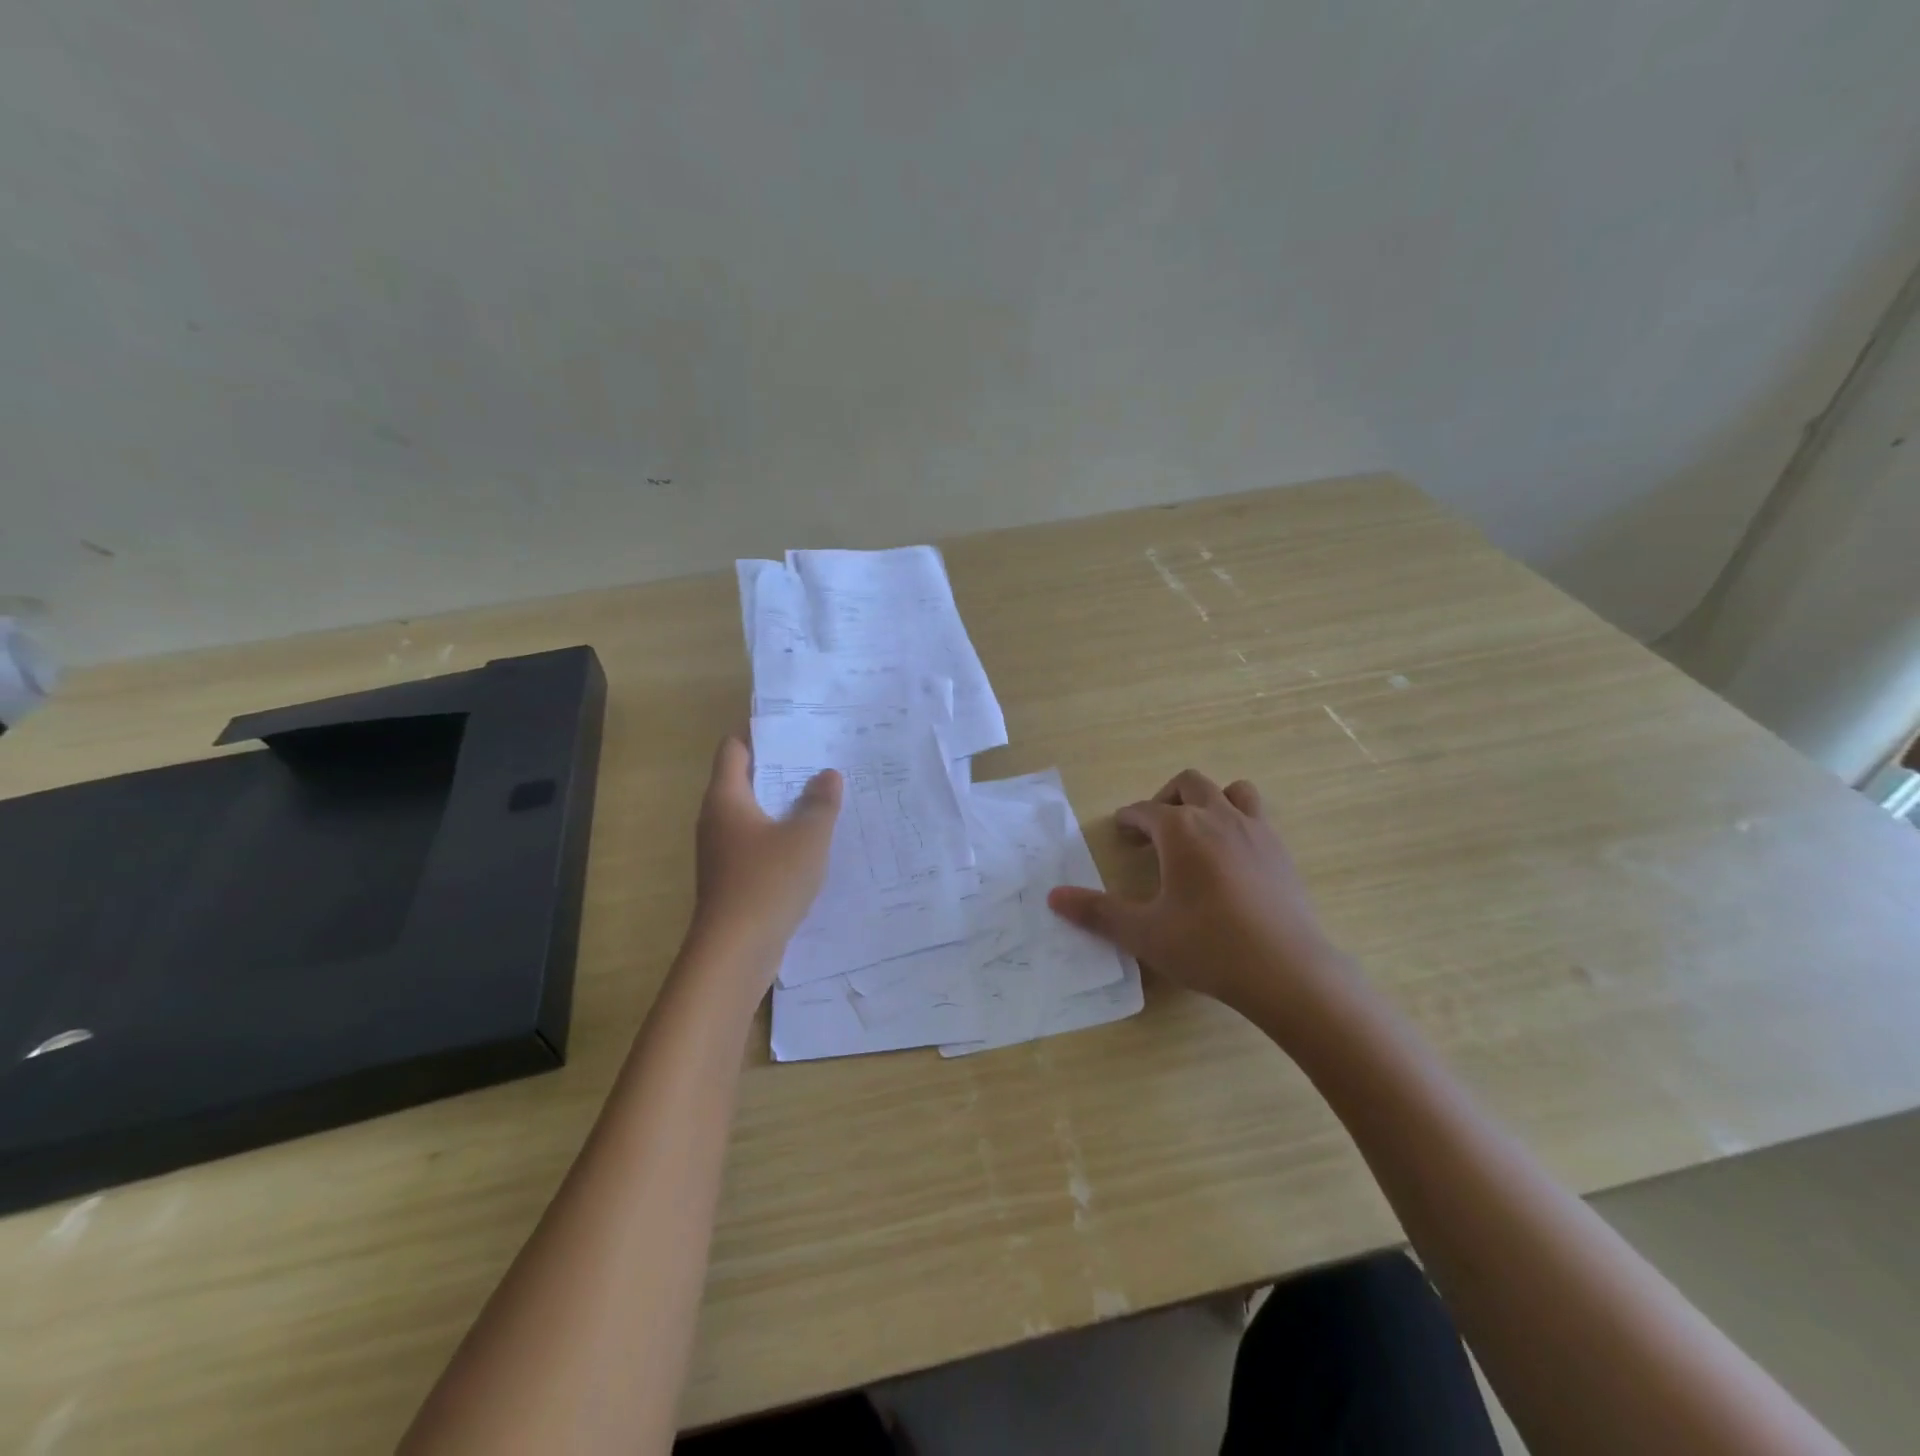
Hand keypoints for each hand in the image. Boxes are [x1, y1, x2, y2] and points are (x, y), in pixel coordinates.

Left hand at [688, 737, 841, 975]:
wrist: (735, 951)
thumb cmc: (768, 881)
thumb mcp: (807, 836)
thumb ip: (820, 802)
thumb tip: (828, 775)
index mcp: (726, 798)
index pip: (734, 749)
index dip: (760, 735)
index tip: (795, 730)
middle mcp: (717, 820)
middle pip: (744, 780)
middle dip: (780, 770)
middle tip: (820, 761)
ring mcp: (721, 852)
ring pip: (753, 815)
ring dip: (783, 806)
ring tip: (823, 799)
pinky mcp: (731, 879)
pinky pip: (757, 845)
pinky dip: (780, 837)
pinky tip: (811, 845)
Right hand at [1047, 770, 1354, 1022]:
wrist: (1286, 971)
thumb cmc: (1207, 946)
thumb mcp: (1143, 933)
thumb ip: (1097, 912)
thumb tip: (1053, 897)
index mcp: (1180, 830)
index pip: (1146, 810)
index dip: (1129, 818)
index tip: (1121, 830)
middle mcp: (1218, 818)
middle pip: (1189, 784)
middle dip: (1166, 798)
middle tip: (1154, 828)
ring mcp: (1256, 831)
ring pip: (1233, 791)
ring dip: (1210, 800)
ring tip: (1198, 830)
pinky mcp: (1282, 852)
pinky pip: (1258, 817)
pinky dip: (1239, 822)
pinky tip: (1232, 858)